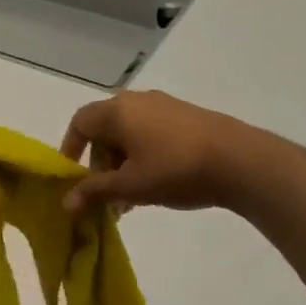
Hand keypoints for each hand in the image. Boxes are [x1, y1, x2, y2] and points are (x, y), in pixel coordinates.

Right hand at [60, 91, 262, 213]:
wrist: (239, 159)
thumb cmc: (175, 169)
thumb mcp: (130, 186)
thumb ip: (95, 191)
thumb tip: (65, 203)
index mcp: (117, 111)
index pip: (80, 123)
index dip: (71, 149)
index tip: (73, 177)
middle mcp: (136, 101)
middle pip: (104, 130)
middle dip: (100, 164)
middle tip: (105, 195)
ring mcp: (164, 107)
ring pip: (129, 134)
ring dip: (122, 164)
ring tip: (130, 199)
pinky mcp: (185, 117)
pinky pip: (150, 133)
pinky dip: (142, 156)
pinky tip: (155, 184)